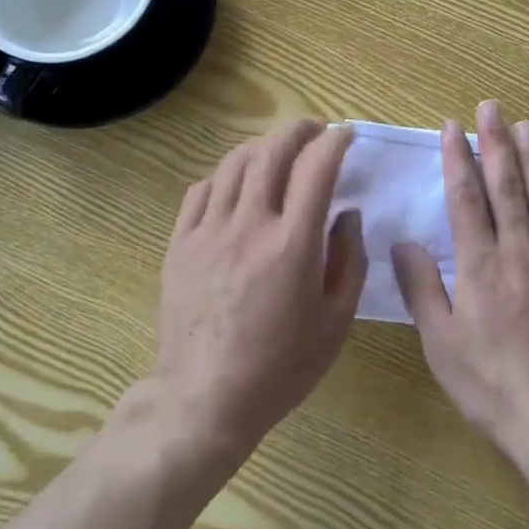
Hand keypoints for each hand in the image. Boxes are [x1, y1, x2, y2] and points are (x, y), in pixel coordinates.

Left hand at [150, 119, 368, 456]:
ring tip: (277, 148)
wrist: (205, 399)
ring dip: (261, 145)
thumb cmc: (280, 367)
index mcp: (293, 244)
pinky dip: (224, 174)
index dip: (334, 142)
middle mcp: (249, 224)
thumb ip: (349, 260)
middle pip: (272, 152)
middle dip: (297, 129)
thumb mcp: (335, 322)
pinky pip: (201, 189)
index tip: (345, 135)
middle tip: (313, 128)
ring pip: (234, 163)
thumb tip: (347, 214)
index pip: (316, 168)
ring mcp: (209, 231)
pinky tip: (236, 182)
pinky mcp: (180, 243)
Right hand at [394, 101, 528, 458]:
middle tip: (491, 107)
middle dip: (496, 143)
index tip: (453, 127)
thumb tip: (404, 243)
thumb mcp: (440, 343)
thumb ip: (422, 288)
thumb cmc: (490, 383)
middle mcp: (519, 254)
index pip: (466, 199)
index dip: (459, 159)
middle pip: (507, 187)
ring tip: (526, 127)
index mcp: (480, 266)